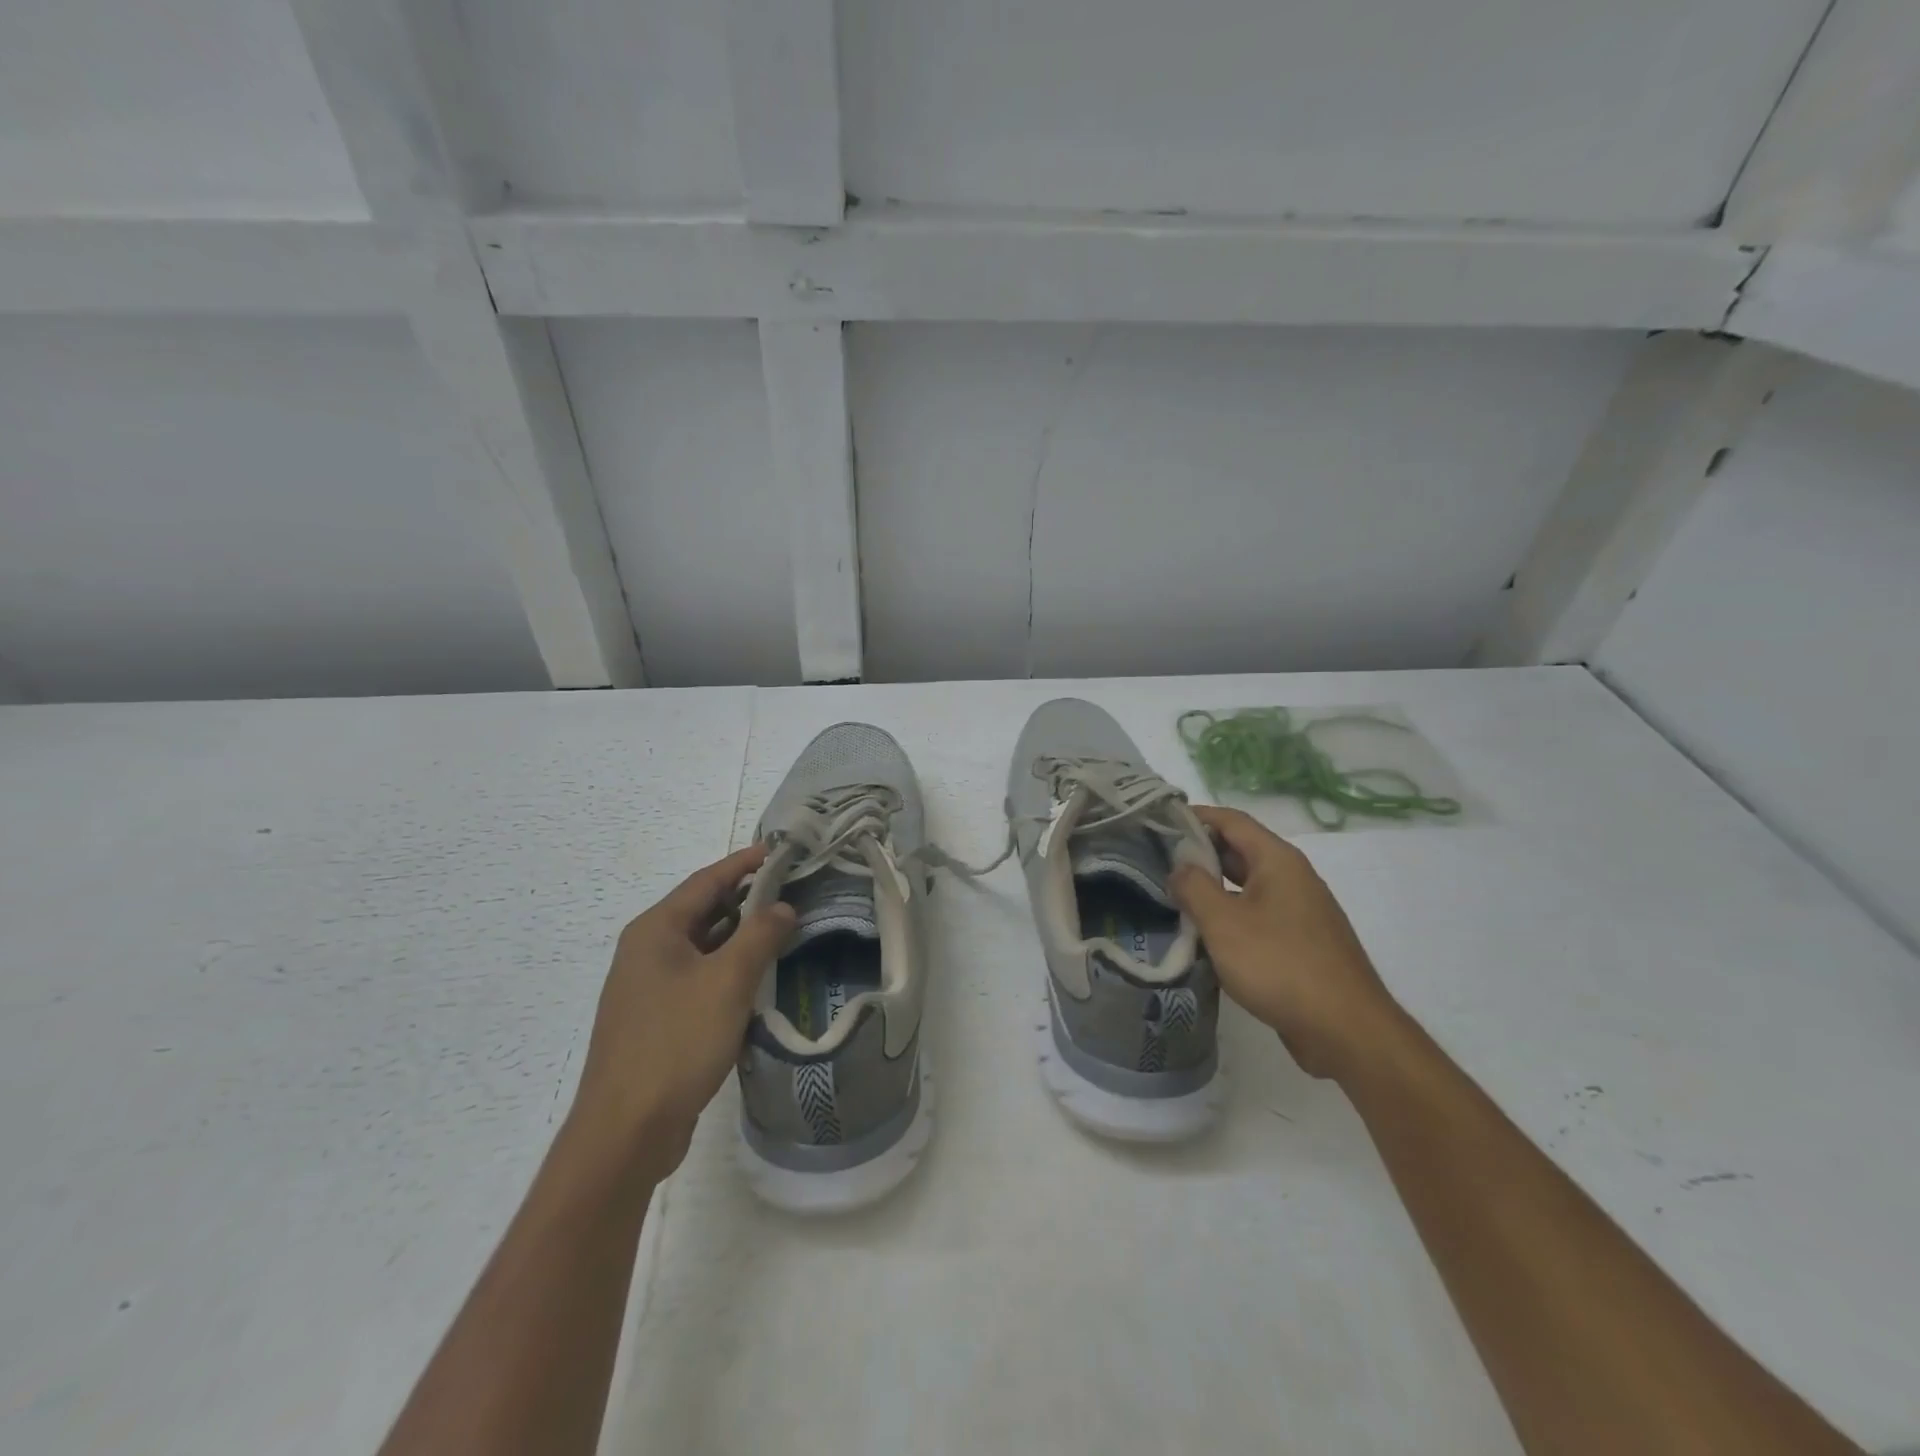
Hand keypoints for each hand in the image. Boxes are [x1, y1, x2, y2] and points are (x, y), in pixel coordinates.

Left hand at [570, 844, 794, 1177]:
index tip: (780, 850)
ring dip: (740, 935)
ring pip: (702, 946)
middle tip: (791, 888)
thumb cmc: (677, 1042)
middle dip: (746, 898)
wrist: (626, 1131)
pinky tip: (757, 979)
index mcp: (655, 930)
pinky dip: (728, 969)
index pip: (706, 880)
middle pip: (702, 910)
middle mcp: (646, 951)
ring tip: (783, 927)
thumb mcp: (728, 982)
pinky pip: (698, 978)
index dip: (744, 863)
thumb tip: (783, 907)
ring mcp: (648, 987)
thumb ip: (760, 936)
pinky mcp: (656, 1020)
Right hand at [1169, 805, 1402, 1080]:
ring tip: (1171, 895)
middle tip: (1156, 860)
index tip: (1158, 821)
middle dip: (1199, 852)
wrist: (1346, 1030)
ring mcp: (1300, 911)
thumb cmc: (1280, 964)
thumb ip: (1193, 887)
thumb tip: (1179, 867)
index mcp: (1277, 860)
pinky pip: (1257, 915)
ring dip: (1212, 887)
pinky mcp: (1300, 942)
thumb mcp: (1223, 922)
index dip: (1195, 816)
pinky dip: (1229, 915)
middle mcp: (1292, 877)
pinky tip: (1204, 934)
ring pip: (1246, 886)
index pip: (1231, 820)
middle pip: (1239, 850)